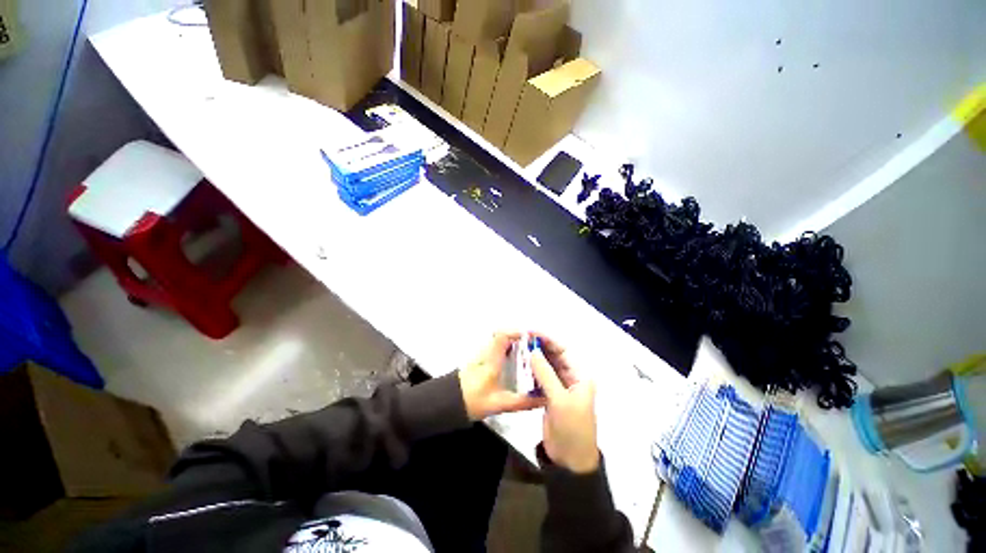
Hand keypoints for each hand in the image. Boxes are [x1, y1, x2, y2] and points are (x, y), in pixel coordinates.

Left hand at [459, 331, 546, 420]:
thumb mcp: (499, 404)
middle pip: (510, 333)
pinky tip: (528, 359)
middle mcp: (489, 350)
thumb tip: (543, 399)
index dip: (521, 333)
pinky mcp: (487, 355)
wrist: (449, 400)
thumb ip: (522, 402)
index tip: (538, 340)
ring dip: (525, 341)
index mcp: (491, 359)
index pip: (503, 335)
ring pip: (508, 338)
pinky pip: (505, 345)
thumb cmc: (471, 400)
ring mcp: (487, 351)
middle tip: (547, 346)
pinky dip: (519, 347)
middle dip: (530, 337)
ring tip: (542, 351)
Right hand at [530, 334, 599, 473]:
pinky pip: (541, 377)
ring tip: (520, 346)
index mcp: (580, 376)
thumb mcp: (559, 399)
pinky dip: (533, 370)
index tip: (532, 331)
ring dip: (536, 357)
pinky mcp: (551, 395)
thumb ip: (545, 374)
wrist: (570, 460)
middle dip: (541, 346)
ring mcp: (560, 386)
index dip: (548, 339)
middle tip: (522, 337)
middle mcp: (572, 377)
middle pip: (555, 356)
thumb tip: (533, 350)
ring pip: (547, 365)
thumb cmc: (571, 427)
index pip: (564, 351)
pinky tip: (522, 364)